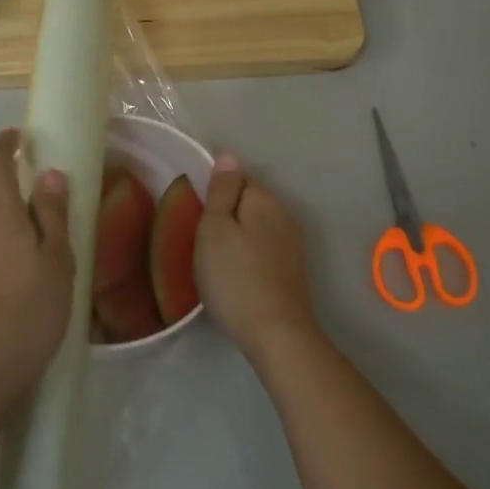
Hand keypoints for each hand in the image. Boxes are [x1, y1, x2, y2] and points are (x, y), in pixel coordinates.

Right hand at [196, 153, 320, 358]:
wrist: (275, 332)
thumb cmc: (234, 278)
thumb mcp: (215, 229)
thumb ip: (221, 191)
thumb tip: (228, 155)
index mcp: (265, 200)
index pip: (237, 179)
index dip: (214, 195)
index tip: (197, 219)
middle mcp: (284, 215)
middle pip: (248, 203)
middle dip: (226, 216)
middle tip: (201, 243)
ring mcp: (292, 244)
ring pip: (256, 228)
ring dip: (237, 238)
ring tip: (215, 263)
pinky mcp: (292, 270)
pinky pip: (263, 250)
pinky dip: (247, 257)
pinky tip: (235, 277)